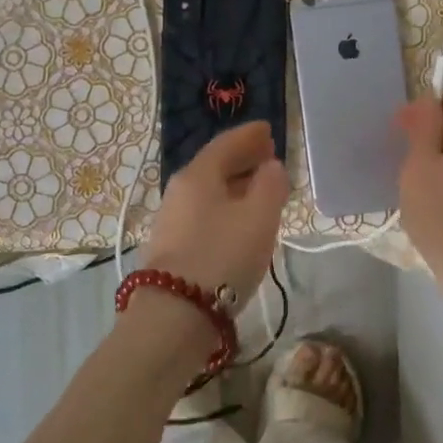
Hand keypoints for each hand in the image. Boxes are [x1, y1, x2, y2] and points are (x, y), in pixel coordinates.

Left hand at [142, 121, 289, 307]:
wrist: (175, 314)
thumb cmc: (222, 256)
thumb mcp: (259, 217)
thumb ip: (271, 185)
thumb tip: (271, 167)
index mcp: (198, 175)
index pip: (225, 143)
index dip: (249, 135)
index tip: (268, 129)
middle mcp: (179, 191)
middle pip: (214, 166)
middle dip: (242, 159)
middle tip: (267, 155)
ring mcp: (171, 220)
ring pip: (208, 192)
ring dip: (234, 185)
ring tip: (259, 189)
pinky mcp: (171, 248)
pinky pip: (204, 214)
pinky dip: (225, 208)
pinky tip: (238, 222)